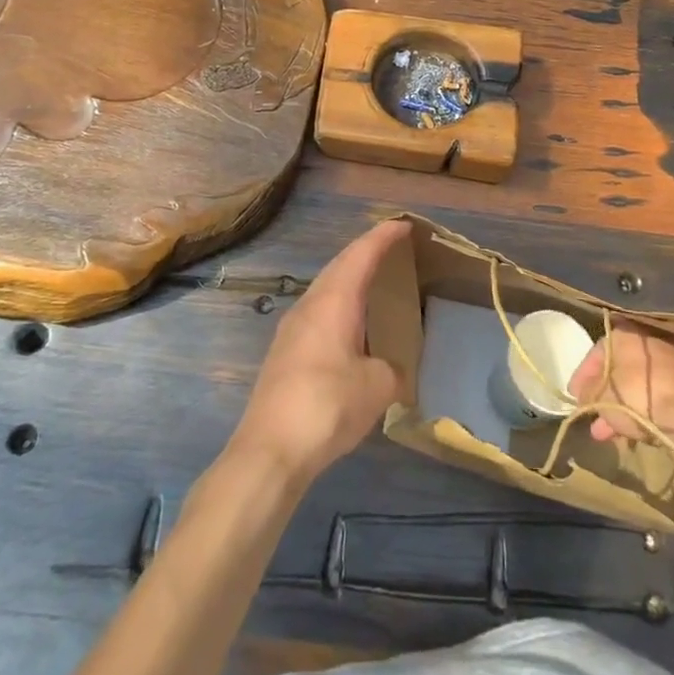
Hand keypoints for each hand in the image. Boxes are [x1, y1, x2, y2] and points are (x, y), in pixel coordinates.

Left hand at [229, 219, 406, 485]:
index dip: (383, 236)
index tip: (404, 224)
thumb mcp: (377, 387)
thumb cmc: (327, 405)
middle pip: (340, 265)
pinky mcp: (284, 353)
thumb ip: (392, 371)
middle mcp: (310, 304)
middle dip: (366, 252)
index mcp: (333, 300)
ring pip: (326, 288)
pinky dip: (340, 304)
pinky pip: (318, 311)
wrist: (269, 450)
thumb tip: (393, 372)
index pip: (361, 254)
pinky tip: (350, 326)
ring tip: (375, 283)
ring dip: (350, 278)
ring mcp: (292, 328)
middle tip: (393, 248)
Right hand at [569, 322, 673, 446]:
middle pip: (617, 368)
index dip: (583, 375)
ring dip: (618, 407)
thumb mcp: (602, 397)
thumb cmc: (638, 397)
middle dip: (601, 395)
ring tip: (605, 433)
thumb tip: (582, 396)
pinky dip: (640, 410)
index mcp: (626, 334)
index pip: (597, 350)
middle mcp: (649, 341)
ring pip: (636, 385)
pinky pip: (654, 395)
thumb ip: (588, 394)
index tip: (574, 394)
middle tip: (590, 414)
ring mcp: (671, 364)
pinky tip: (630, 433)